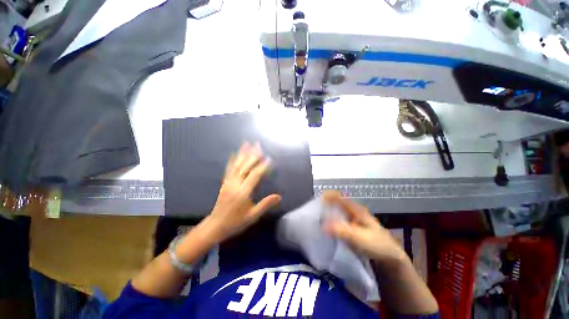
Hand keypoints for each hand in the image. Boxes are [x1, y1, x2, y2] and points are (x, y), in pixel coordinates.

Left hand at [206, 142, 280, 241]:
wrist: (216, 226)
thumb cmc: (236, 222)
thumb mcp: (253, 216)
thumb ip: (265, 204)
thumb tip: (279, 196)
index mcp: (243, 193)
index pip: (254, 176)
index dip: (262, 166)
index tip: (269, 158)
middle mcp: (235, 184)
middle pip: (245, 167)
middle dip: (253, 155)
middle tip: (259, 145)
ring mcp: (228, 182)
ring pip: (237, 165)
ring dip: (243, 154)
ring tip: (247, 144)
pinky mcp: (224, 183)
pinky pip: (229, 169)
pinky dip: (232, 160)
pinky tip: (234, 153)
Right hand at [322, 191, 407, 267]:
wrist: (391, 258)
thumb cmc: (378, 245)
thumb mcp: (360, 238)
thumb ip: (342, 231)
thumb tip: (323, 225)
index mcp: (356, 210)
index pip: (340, 197)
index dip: (328, 196)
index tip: (316, 201)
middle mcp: (353, 212)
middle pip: (336, 204)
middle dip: (325, 206)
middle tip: (313, 213)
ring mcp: (353, 221)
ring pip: (337, 213)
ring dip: (327, 215)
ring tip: (316, 220)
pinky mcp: (352, 229)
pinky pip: (339, 223)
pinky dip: (332, 224)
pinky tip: (326, 230)